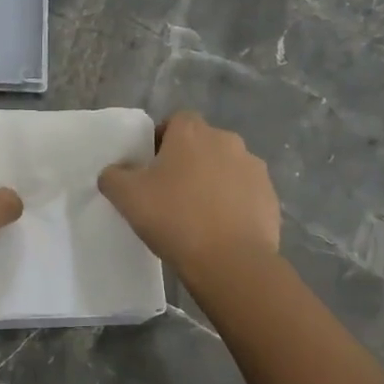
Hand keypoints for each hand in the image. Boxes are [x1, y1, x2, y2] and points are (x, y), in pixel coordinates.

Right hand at [98, 111, 280, 278]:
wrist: (231, 262)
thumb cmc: (175, 219)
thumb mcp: (126, 197)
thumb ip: (113, 176)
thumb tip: (115, 172)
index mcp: (192, 133)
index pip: (176, 121)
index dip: (162, 140)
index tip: (151, 168)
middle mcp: (227, 140)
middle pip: (202, 144)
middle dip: (188, 162)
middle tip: (170, 193)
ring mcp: (254, 168)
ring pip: (226, 168)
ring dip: (213, 182)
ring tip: (198, 215)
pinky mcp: (270, 197)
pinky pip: (245, 193)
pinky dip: (234, 204)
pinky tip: (221, 230)